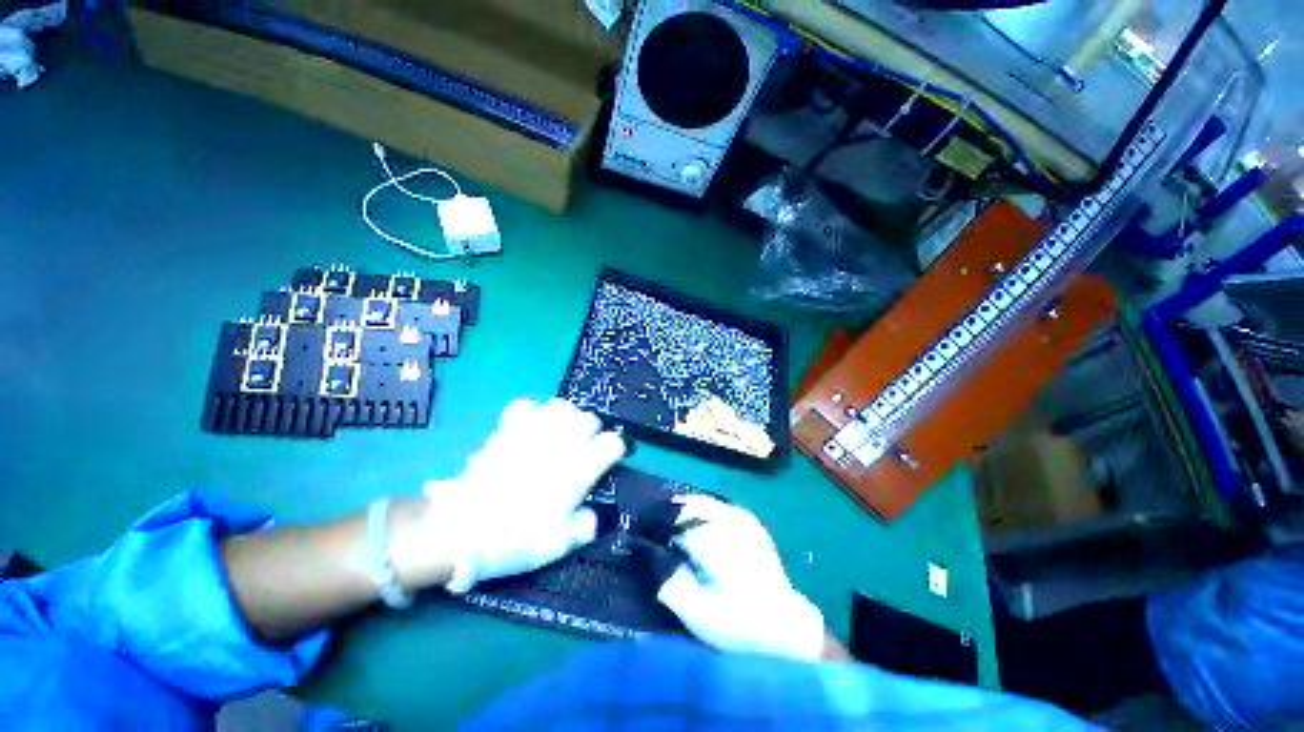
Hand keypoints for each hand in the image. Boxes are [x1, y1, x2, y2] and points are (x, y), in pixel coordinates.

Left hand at [424, 398, 624, 593]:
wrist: (464, 529)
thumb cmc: (517, 537)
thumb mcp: (559, 544)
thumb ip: (584, 527)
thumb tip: (591, 516)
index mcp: (580, 468)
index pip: (612, 443)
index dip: (613, 450)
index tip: (606, 461)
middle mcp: (563, 443)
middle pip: (589, 418)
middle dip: (590, 431)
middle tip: (581, 448)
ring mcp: (535, 432)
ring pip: (561, 405)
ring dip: (565, 417)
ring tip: (558, 432)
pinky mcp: (509, 429)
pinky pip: (525, 405)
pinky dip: (531, 412)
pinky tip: (529, 427)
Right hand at [656, 496, 826, 660]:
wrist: (783, 624)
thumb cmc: (738, 624)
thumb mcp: (698, 616)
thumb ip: (668, 584)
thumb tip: (646, 552)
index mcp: (717, 545)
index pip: (675, 524)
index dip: (655, 528)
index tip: (641, 535)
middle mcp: (730, 523)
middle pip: (689, 506)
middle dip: (667, 513)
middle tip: (651, 526)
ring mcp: (743, 519)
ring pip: (703, 501)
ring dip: (682, 507)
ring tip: (667, 519)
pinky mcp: (750, 521)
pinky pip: (717, 505)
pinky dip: (700, 507)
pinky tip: (693, 518)